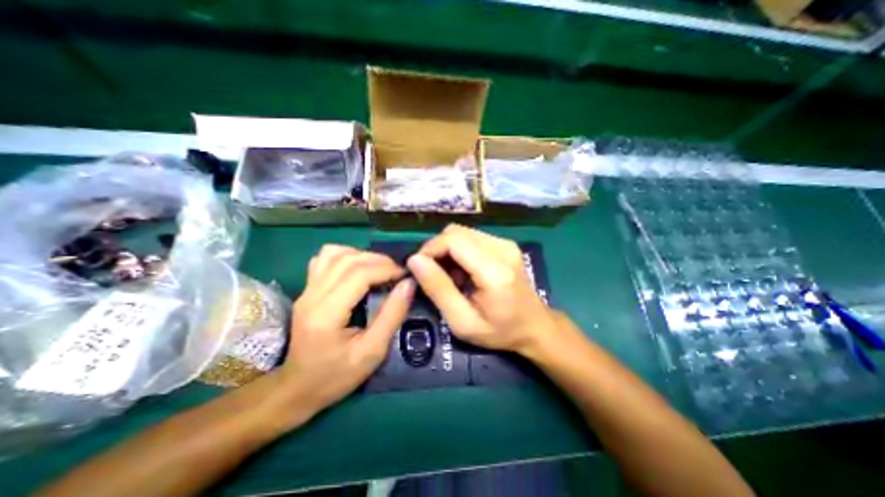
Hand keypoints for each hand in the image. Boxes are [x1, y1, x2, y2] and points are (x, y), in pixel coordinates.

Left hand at [284, 245, 414, 410]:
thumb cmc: (337, 376)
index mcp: (326, 313)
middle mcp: (312, 295)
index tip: (405, 275)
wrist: (297, 388)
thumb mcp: (373, 352)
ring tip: (379, 268)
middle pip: (348, 260)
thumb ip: (392, 315)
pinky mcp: (306, 289)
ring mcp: (306, 290)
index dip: (386, 269)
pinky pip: (324, 259)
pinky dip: (345, 256)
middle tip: (397, 272)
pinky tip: (357, 269)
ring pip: (334, 253)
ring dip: (362, 255)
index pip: (359, 274)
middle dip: (379, 260)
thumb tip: (409, 284)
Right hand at [405, 225, 550, 357]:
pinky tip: (463, 271)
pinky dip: (459, 251)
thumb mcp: (463, 321)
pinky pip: (471, 237)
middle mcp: (502, 248)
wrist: (536, 326)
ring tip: (451, 276)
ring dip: (448, 251)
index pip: (453, 240)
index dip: (430, 249)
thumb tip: (414, 260)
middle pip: (456, 232)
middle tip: (433, 275)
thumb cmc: (500, 331)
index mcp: (495, 271)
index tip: (418, 268)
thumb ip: (438, 290)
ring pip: (462, 232)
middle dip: (437, 249)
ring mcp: (506, 243)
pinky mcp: (505, 243)